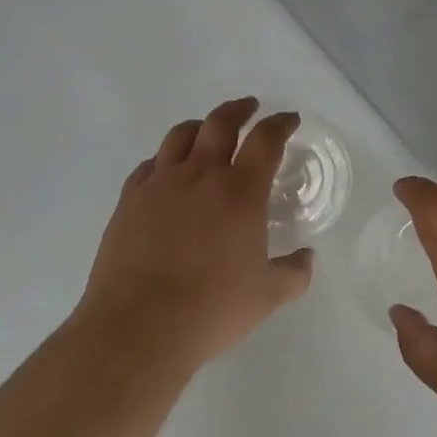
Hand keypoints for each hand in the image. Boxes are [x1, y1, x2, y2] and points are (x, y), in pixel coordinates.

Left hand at [74, 98, 314, 370]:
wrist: (137, 328)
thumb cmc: (210, 309)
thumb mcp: (266, 297)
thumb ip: (293, 274)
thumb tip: (307, 259)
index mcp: (241, 190)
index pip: (266, 139)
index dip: (280, 124)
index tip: (289, 120)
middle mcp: (202, 175)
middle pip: (221, 122)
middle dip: (239, 109)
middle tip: (249, 108)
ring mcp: (161, 184)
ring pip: (181, 135)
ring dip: (200, 126)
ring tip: (206, 131)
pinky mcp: (129, 200)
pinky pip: (148, 165)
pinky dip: (164, 160)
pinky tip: (166, 172)